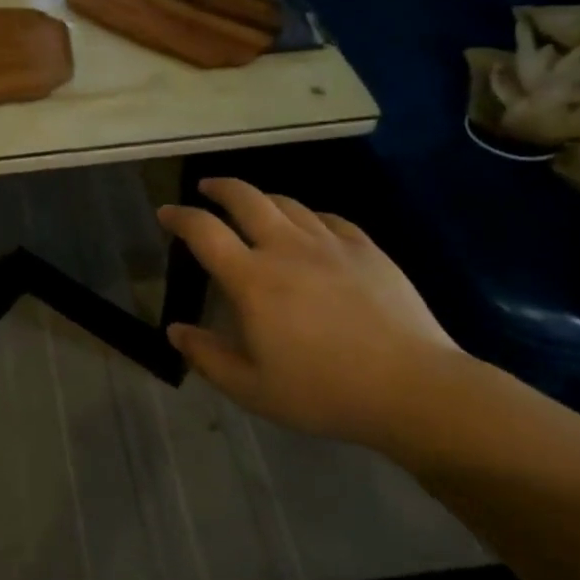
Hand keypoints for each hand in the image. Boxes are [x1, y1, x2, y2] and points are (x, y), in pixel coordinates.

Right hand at [159, 179, 461, 447]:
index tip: (166, 213)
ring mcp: (328, 243)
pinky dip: (307, 216)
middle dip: (218, 187)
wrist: (413, 388)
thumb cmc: (324, 392)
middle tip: (206, 188)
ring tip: (253, 206)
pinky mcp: (365, 248)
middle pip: (244, 197)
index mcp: (252, 278)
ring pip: (286, 202)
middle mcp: (285, 247)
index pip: (204, 231)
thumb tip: (175, 330)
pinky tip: (308, 228)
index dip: (179, 217)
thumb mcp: (253, 389)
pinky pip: (327, 218)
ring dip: (261, 198)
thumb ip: (207, 357)